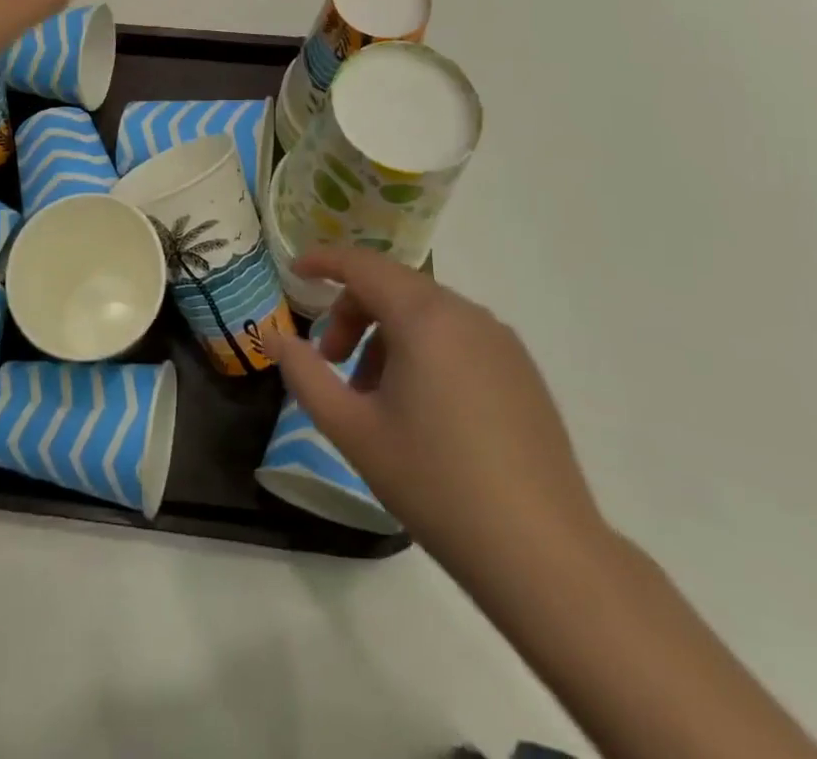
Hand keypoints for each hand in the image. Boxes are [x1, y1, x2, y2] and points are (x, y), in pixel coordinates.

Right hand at [263, 247, 605, 588]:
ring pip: (426, 313)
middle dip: (352, 313)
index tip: (295, 274)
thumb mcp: (353, 430)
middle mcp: (466, 313)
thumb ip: (305, 373)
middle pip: (393, 287)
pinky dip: (424, 350)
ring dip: (386, 336)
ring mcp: (501, 340)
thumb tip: (273, 335)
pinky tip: (422, 410)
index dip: (324, 262)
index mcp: (425, 317)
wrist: (543, 555)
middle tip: (331, 362)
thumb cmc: (435, 484)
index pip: (363, 265)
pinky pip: (458, 336)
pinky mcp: (522, 370)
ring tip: (375, 397)